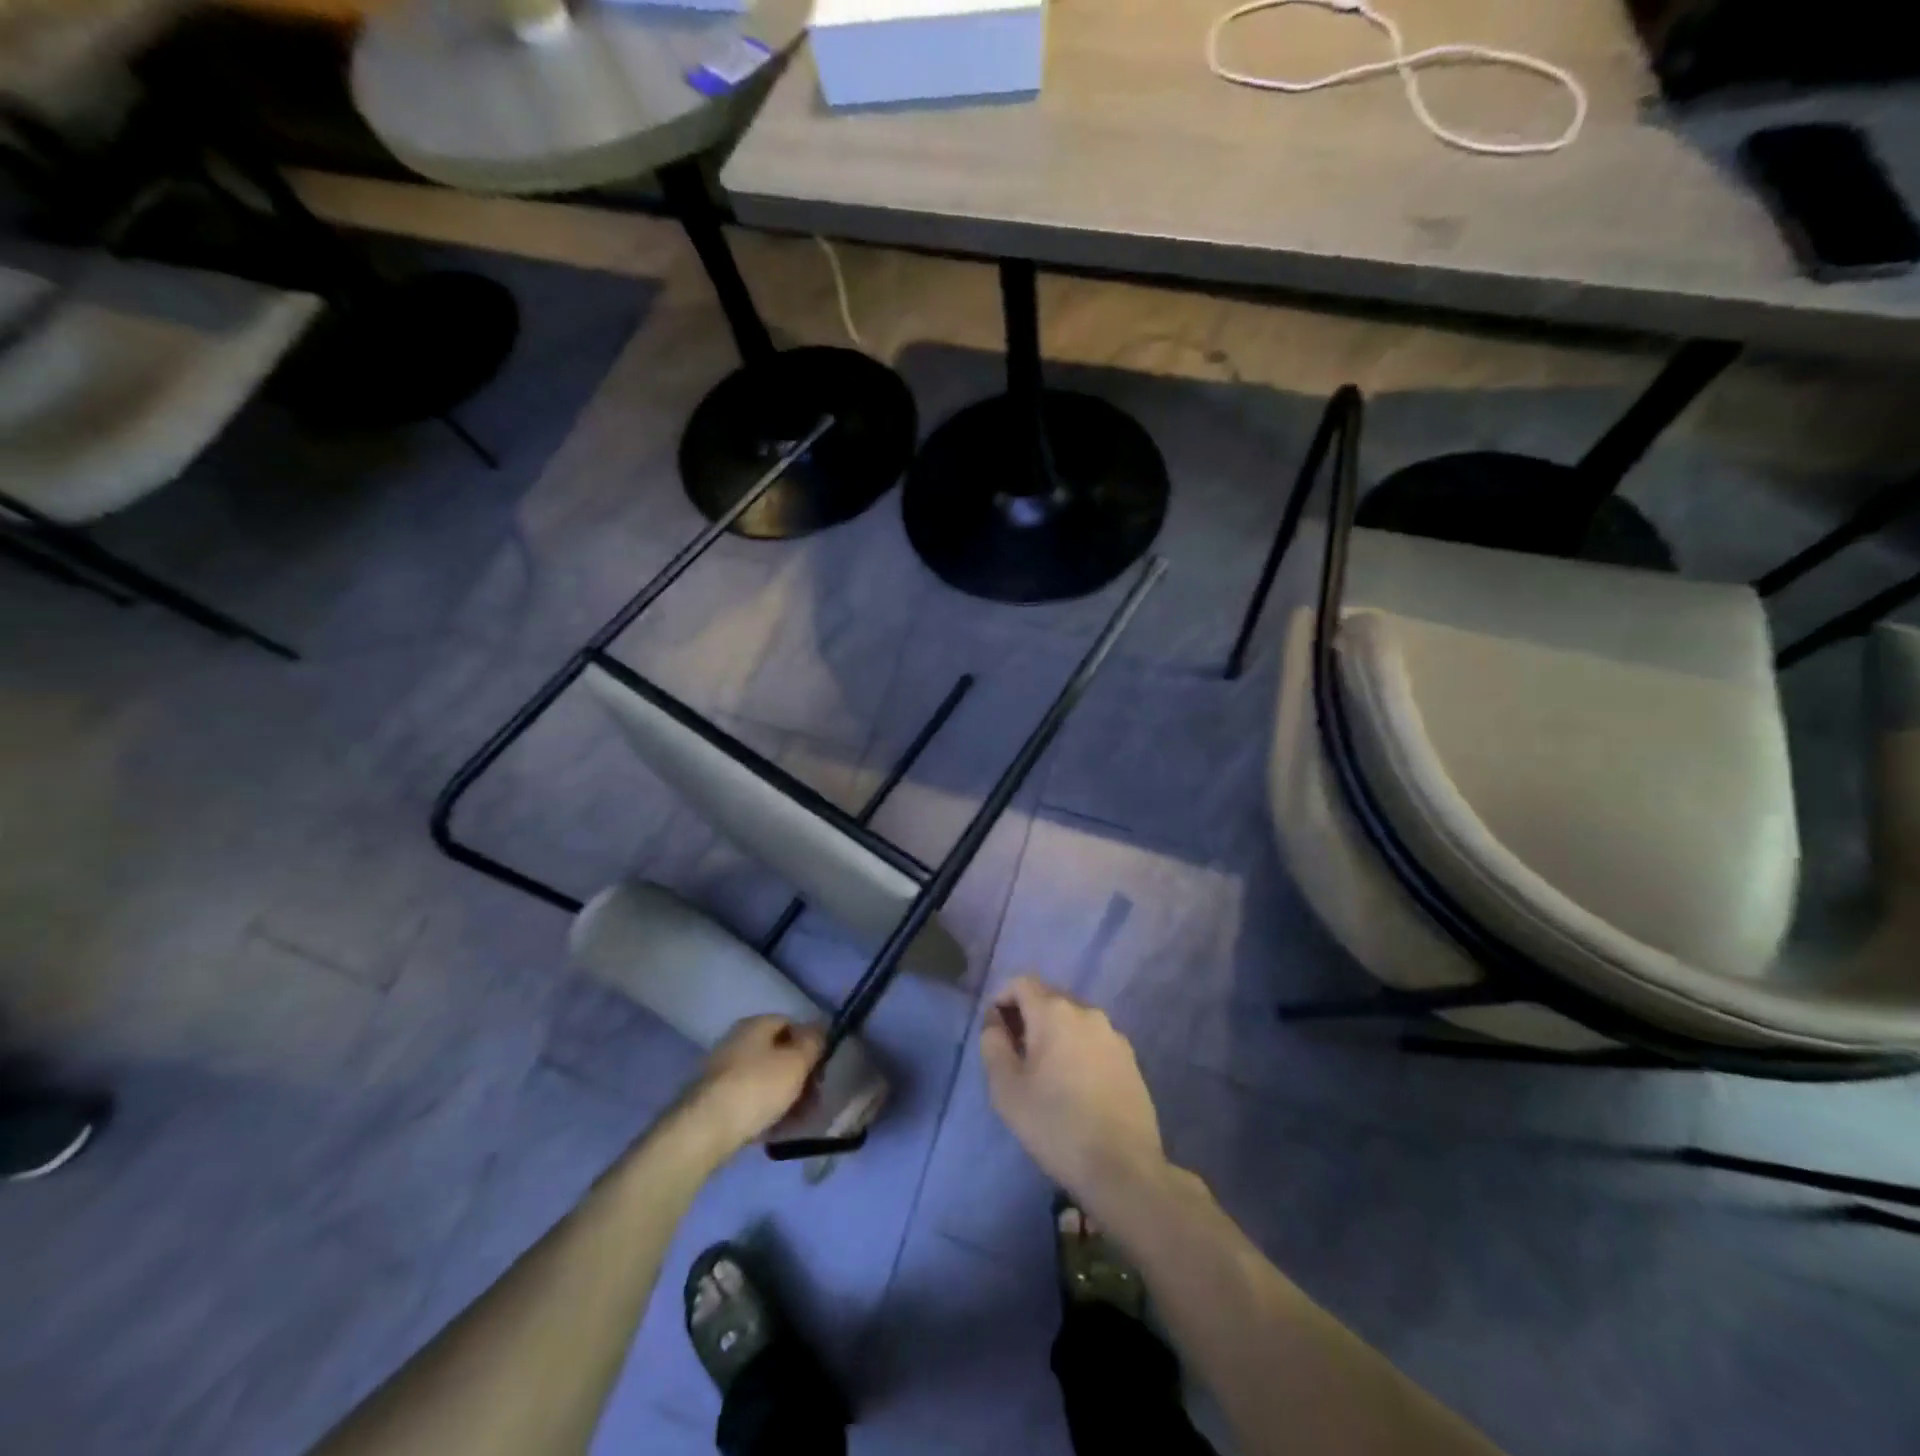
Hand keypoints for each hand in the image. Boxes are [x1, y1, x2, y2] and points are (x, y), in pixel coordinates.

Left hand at [682, 1016, 824, 1157]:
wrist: (704, 1130)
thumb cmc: (757, 1087)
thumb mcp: (796, 1062)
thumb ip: (813, 1042)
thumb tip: (820, 1028)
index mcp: (756, 1024)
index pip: (791, 1023)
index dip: (810, 1042)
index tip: (823, 1066)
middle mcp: (737, 1041)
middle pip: (777, 1053)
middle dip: (799, 1073)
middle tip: (815, 1096)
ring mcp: (723, 1071)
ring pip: (764, 1079)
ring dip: (785, 1095)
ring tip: (800, 1118)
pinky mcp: (714, 1101)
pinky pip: (749, 1100)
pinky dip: (765, 1111)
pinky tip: (776, 1129)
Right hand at [980, 976, 1165, 1202]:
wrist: (1122, 1167)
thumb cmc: (1055, 1124)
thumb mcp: (1006, 1089)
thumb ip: (993, 1045)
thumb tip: (995, 1022)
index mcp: (1054, 1012)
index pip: (1021, 983)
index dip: (1002, 998)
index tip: (995, 1029)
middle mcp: (1087, 1012)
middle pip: (1049, 998)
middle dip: (1028, 1016)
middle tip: (1015, 1053)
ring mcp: (1113, 1034)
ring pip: (1073, 1020)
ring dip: (1054, 1033)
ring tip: (1045, 1072)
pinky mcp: (1130, 1058)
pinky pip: (1094, 1040)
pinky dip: (1078, 1049)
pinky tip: (1075, 1085)